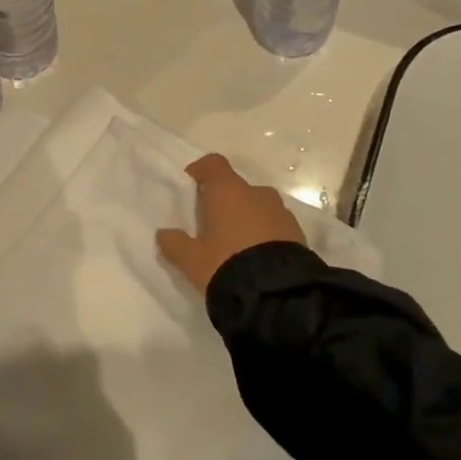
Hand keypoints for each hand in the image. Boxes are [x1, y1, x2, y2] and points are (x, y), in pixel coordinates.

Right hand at [156, 153, 306, 296]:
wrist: (278, 295)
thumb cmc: (226, 264)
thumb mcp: (192, 260)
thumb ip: (174, 244)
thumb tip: (163, 234)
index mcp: (228, 191)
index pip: (213, 164)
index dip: (201, 170)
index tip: (191, 185)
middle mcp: (257, 193)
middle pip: (236, 187)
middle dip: (224, 201)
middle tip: (211, 225)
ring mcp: (281, 212)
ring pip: (257, 206)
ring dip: (246, 217)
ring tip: (235, 245)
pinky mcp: (297, 233)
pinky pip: (274, 225)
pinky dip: (264, 233)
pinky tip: (256, 257)